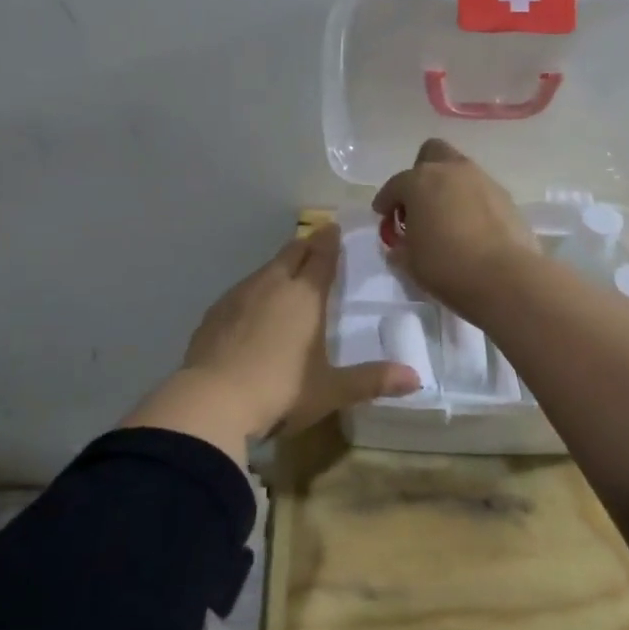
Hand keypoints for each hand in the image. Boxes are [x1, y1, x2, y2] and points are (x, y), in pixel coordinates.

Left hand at [127, 224, 419, 461]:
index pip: (321, 257)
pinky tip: (251, 308)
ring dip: (279, 267)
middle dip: (306, 245)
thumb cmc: (281, 391)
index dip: (330, 241)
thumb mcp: (332, 390)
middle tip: (316, 242)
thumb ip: (372, 381)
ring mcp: (238, 296)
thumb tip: (417, 378)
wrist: (212, 401)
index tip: (334, 228)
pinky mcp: (214, 313)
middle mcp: (272, 286)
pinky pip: (241, 291)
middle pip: (291, 253)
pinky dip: (253, 291)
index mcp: (305, 297)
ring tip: (287, 273)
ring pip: (264, 270)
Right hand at [371, 139, 538, 312]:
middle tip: (418, 202)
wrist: (505, 277)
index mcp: (419, 182)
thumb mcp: (409, 261)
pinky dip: (471, 202)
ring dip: (449, 187)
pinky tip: (470, 227)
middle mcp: (451, 171)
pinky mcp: (506, 197)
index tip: (383, 214)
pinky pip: (480, 191)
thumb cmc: (446, 266)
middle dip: (421, 173)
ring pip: (459, 171)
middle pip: (431, 154)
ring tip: (446, 217)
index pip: (395, 185)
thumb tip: (401, 244)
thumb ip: (400, 246)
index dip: (386, 200)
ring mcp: (482, 180)